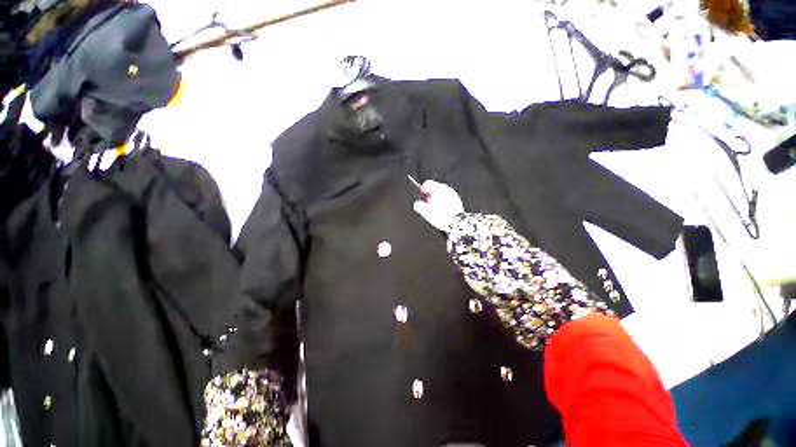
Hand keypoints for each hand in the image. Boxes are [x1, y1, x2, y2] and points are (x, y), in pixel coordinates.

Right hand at [413, 180, 463, 231]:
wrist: (456, 223)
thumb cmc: (442, 216)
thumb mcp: (424, 211)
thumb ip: (418, 205)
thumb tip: (417, 204)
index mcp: (437, 188)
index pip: (427, 183)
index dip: (422, 190)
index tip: (421, 197)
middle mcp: (446, 189)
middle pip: (435, 188)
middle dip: (430, 195)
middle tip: (427, 204)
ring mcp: (453, 194)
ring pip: (442, 194)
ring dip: (437, 199)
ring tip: (434, 209)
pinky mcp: (457, 201)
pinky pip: (448, 199)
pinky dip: (444, 203)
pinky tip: (442, 211)